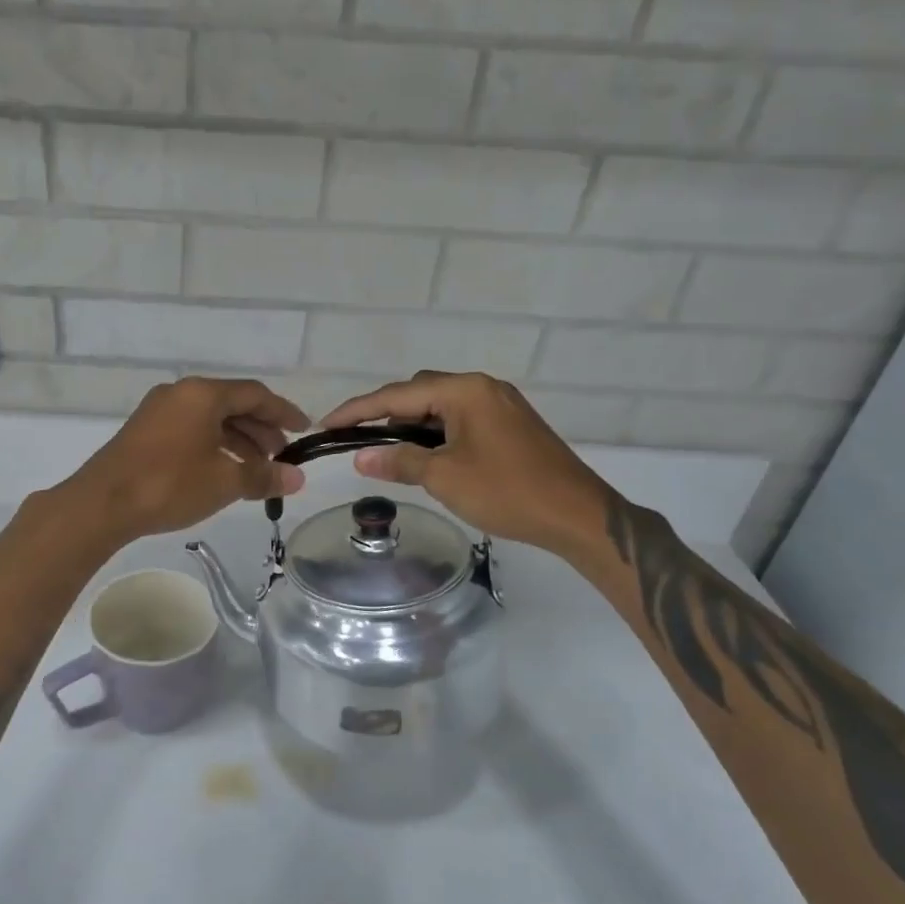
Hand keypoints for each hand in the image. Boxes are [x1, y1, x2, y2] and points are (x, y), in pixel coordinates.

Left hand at [58, 377, 308, 543]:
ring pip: (210, 419)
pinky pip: (190, 430)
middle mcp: (180, 393)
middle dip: (261, 429)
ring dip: (238, 440)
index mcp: (202, 394)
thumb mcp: (224, 482)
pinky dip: (213, 446)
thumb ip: (263, 476)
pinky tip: (222, 471)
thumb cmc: (169, 484)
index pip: (255, 394)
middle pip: (232, 404)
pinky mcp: (144, 432)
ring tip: (256, 470)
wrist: (102, 504)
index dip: (284, 412)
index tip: (305, 430)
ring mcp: (158, 411)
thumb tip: (297, 478)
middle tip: (281, 456)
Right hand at [318, 372, 615, 559]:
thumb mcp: (445, 477)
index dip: (357, 410)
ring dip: (413, 427)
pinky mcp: (511, 425)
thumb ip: (399, 460)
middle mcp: (483, 387)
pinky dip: (437, 434)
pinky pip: (461, 420)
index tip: (326, 424)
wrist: (579, 516)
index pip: (397, 395)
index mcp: (465, 391)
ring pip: (441, 407)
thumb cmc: (507, 492)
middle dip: (386, 415)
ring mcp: (500, 405)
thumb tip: (360, 457)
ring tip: (392, 455)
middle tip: (360, 443)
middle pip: (419, 393)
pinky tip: (429, 458)